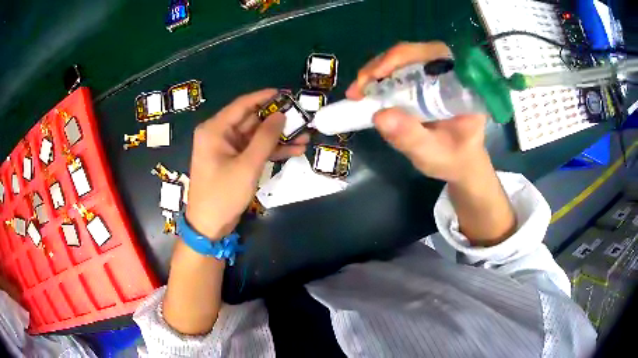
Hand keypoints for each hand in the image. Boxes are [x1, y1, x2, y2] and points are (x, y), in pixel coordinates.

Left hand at [185, 89, 308, 237]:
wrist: (209, 226)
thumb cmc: (223, 194)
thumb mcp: (247, 165)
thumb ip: (265, 138)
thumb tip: (281, 115)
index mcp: (215, 130)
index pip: (242, 105)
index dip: (264, 97)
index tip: (285, 92)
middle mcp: (219, 134)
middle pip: (251, 120)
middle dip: (277, 121)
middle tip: (302, 117)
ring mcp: (227, 149)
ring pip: (256, 136)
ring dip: (278, 137)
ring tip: (305, 136)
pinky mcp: (234, 161)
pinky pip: (254, 150)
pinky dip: (271, 150)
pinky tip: (294, 150)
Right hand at [346, 42, 486, 182]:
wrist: (459, 163)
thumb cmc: (453, 159)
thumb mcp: (433, 153)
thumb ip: (411, 137)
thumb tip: (379, 116)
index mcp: (463, 84)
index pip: (433, 55)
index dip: (401, 59)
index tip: (375, 76)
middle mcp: (450, 71)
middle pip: (412, 53)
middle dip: (381, 66)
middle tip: (357, 89)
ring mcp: (435, 73)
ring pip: (401, 59)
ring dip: (375, 72)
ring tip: (357, 93)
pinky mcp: (423, 79)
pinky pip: (398, 70)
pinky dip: (379, 79)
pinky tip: (365, 93)